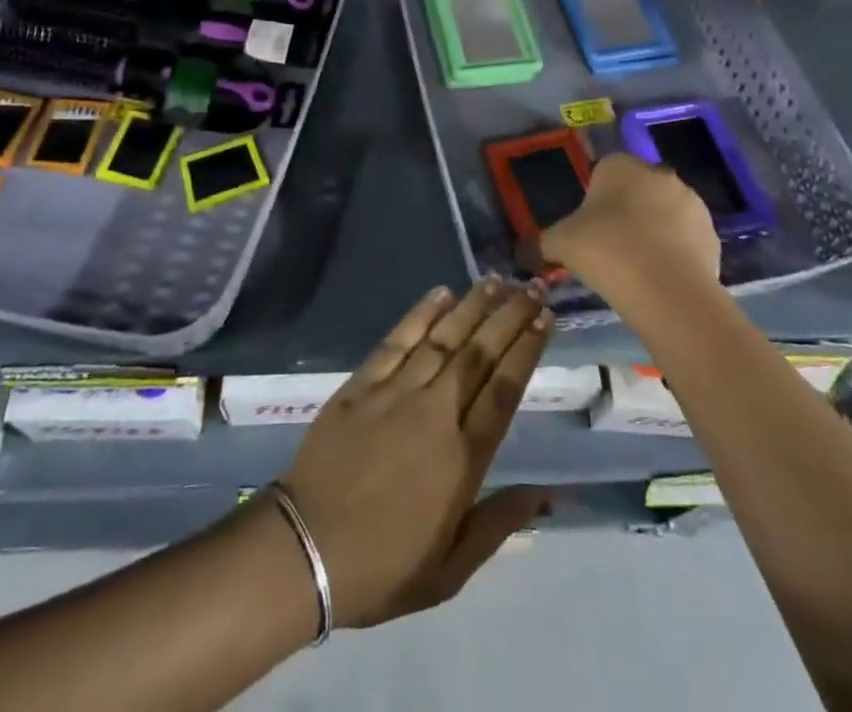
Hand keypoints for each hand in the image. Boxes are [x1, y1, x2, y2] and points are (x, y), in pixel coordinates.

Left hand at [279, 278, 552, 628]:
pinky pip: (397, 340)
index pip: (504, 389)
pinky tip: (440, 293)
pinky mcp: (362, 384)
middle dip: (509, 316)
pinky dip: (420, 314)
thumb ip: (498, 524)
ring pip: (443, 338)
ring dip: (471, 306)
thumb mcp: (450, 570)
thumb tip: (546, 493)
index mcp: (462, 458)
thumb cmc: (384, 566)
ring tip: (494, 280)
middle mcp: (435, 413)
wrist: (305, 549)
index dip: (527, 350)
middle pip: (479, 354)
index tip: (544, 319)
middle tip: (531, 287)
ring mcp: (396, 393)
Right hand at [539, 152, 721, 293]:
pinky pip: (687, 238)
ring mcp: (691, 202)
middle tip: (611, 247)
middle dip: (628, 212)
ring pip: (665, 212)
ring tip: (638, 266)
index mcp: (621, 165)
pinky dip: (676, 252)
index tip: (589, 227)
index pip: (605, 170)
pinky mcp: (712, 233)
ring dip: (654, 230)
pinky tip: (661, 277)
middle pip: (637, 189)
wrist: (665, 290)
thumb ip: (541, 243)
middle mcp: (658, 174)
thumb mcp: (560, 244)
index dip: (596, 198)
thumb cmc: (605, 251)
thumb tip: (523, 253)